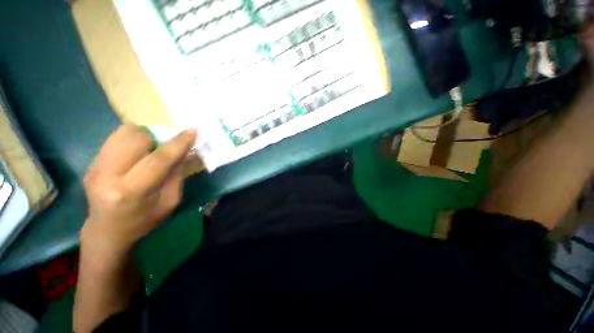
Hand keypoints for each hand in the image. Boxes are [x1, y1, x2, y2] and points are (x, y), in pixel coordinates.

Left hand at [81, 125, 196, 253]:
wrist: (107, 230)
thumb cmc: (144, 220)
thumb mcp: (170, 202)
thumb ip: (177, 175)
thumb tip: (184, 151)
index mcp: (131, 192)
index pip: (158, 159)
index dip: (178, 143)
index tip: (192, 131)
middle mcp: (108, 175)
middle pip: (135, 137)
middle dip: (156, 138)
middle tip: (163, 149)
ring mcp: (95, 167)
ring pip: (123, 132)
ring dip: (143, 137)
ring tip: (149, 151)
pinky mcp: (91, 162)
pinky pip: (116, 138)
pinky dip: (132, 140)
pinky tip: (136, 154)